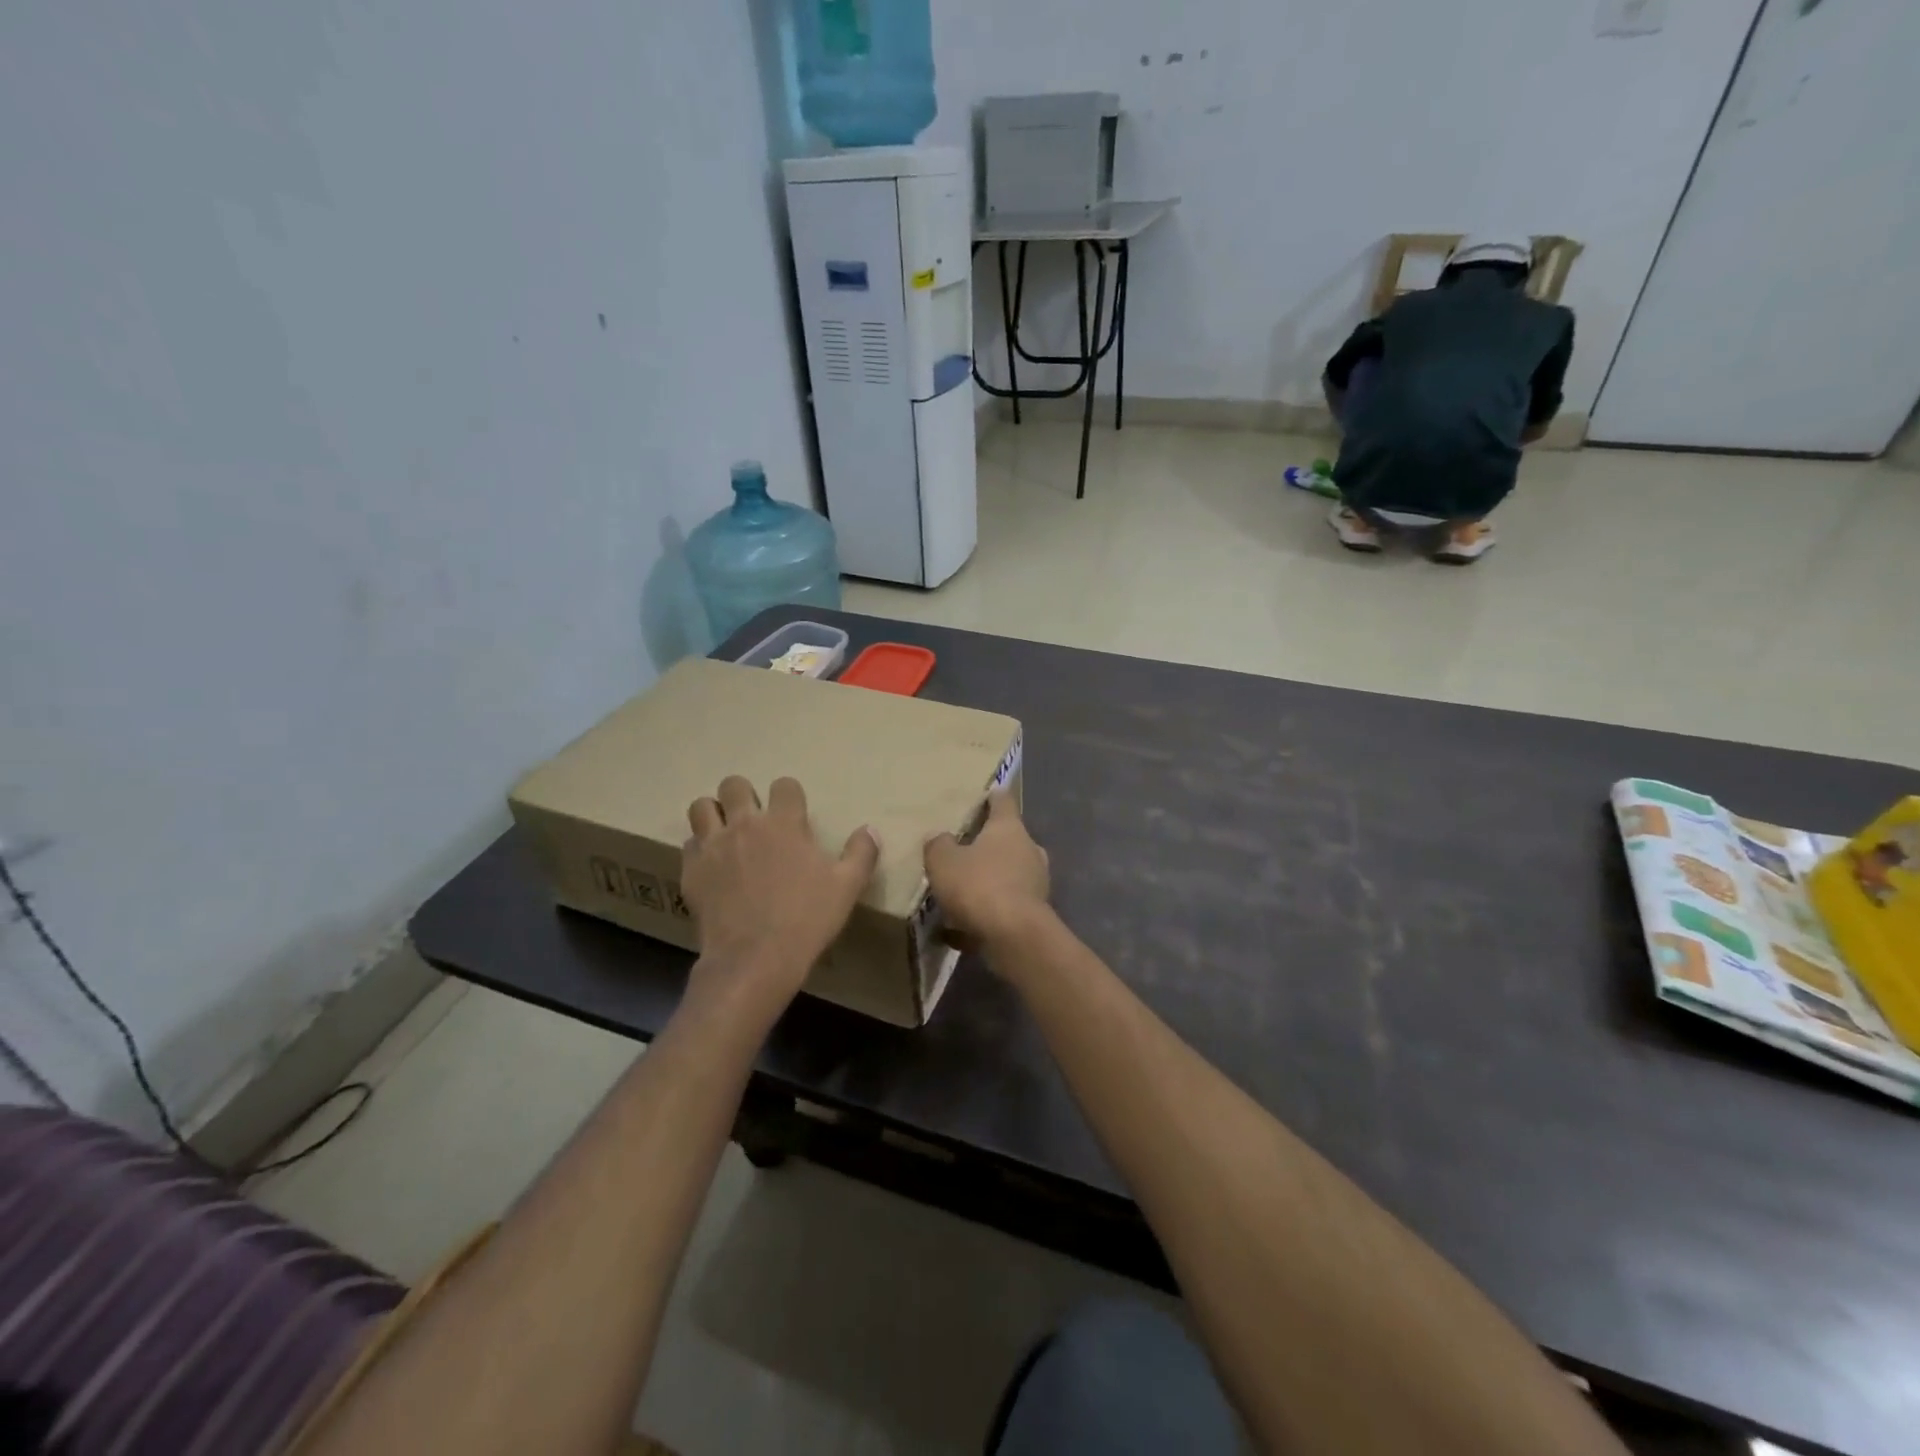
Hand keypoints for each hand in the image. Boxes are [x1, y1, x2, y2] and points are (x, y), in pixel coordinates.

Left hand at [682, 776, 878, 1003]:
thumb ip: (861, 853)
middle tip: (754, 818)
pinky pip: (689, 844)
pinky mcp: (691, 871)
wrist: (754, 958)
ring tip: (726, 832)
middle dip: (744, 795)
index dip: (790, 795)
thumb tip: (870, 830)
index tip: (795, 814)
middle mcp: (745, 824)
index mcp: (784, 823)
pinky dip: (700, 849)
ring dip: (714, 813)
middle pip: (734, 785)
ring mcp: (713, 846)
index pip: (784, 785)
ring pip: (701, 806)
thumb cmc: (806, 919)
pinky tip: (713, 866)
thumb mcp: (847, 887)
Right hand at [923, 791, 1050, 952]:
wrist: (1014, 937)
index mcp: (1009, 828)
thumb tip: (939, 837)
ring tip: (959, 891)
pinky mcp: (1033, 914)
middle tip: (964, 848)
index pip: (1003, 801)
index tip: (986, 793)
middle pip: (1008, 839)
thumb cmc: (979, 885)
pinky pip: (1003, 907)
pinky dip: (985, 913)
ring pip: (1007, 874)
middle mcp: (1028, 850)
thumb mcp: (943, 861)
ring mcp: (1035, 883)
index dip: (993, 796)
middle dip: (988, 844)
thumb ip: (938, 845)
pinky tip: (957, 930)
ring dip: (988, 880)